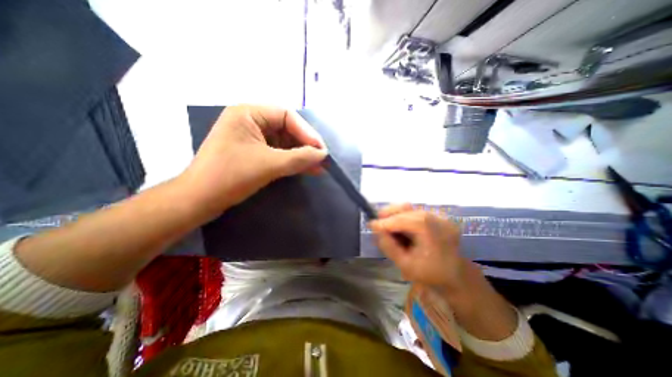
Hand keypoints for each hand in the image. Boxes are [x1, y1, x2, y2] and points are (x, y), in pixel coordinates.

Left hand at [178, 104, 325, 216]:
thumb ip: (299, 158)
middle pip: (287, 129)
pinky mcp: (253, 152)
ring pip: (284, 142)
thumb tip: (323, 154)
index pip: (287, 116)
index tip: (321, 150)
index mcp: (248, 113)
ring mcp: (252, 137)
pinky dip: (292, 161)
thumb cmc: (230, 176)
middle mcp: (250, 121)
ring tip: (318, 166)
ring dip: (301, 155)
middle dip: (305, 145)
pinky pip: (278, 153)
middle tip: (321, 158)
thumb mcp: (269, 165)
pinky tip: (306, 168)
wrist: (199, 200)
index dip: (307, 133)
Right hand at [367, 205, 468, 292]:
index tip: (370, 224)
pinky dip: (405, 218)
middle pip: (405, 208)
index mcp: (429, 229)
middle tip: (378, 223)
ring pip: (410, 209)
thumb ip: (388, 246)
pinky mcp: (439, 218)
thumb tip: (376, 229)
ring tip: (389, 227)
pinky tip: (402, 228)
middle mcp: (435, 218)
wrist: (457, 278)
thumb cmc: (430, 274)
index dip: (383, 222)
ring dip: (396, 216)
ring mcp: (439, 216)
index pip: (400, 220)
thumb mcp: (405, 264)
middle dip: (388, 214)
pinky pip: (416, 213)